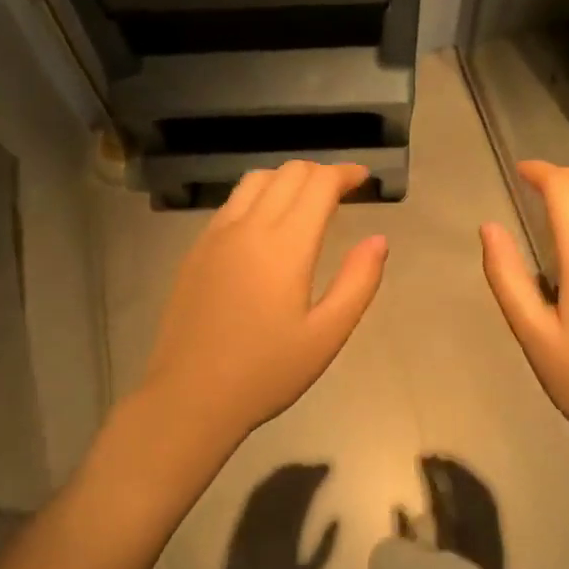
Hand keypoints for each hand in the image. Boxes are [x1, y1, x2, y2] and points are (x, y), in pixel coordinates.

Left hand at [139, 161, 387, 460]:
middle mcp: (249, 226)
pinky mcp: (197, 248)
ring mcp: (217, 234)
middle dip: (320, 172)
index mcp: (285, 245)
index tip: (363, 178)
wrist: (189, 396)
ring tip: (305, 201)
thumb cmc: (266, 371)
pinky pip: (232, 202)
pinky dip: (259, 195)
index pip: (318, 184)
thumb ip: (358, 282)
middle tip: (341, 191)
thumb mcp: (326, 335)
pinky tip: (266, 223)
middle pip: (288, 173)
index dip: (345, 173)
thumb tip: (379, 240)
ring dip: (287, 179)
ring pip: (256, 180)